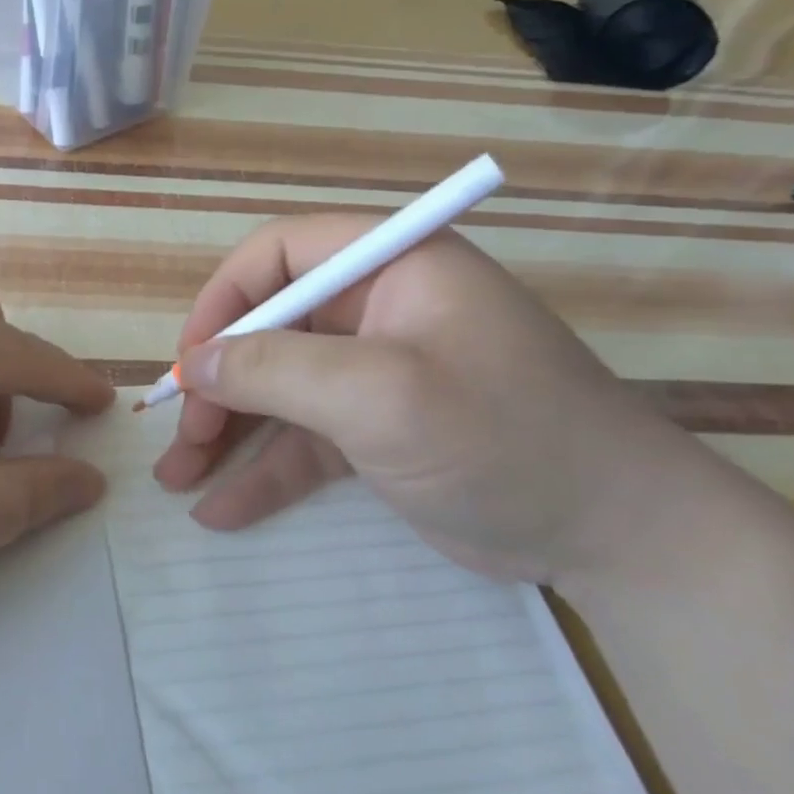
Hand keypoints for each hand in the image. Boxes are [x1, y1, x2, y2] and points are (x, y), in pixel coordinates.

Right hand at [153, 225, 719, 587]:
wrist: (617, 539)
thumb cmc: (500, 437)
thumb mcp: (379, 394)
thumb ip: (275, 369)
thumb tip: (193, 364)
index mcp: (391, 267)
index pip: (281, 254)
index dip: (226, 299)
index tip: (191, 359)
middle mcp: (378, 310)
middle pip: (270, 328)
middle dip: (218, 382)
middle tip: (181, 435)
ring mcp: (376, 374)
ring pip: (278, 389)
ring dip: (227, 431)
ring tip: (177, 477)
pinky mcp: (376, 431)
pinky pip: (304, 440)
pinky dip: (265, 471)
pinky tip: (221, 510)